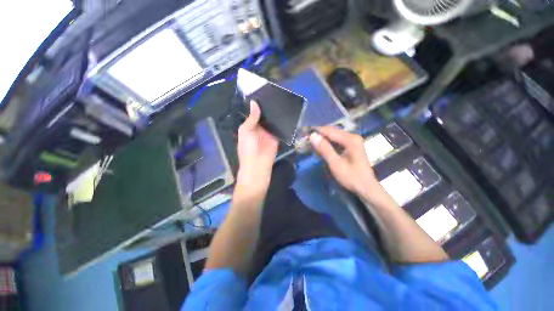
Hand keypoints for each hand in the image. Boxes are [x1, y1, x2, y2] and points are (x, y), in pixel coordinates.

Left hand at [235, 101, 278, 197]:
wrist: (258, 165)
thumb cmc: (248, 148)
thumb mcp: (246, 131)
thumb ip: (251, 118)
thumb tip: (255, 103)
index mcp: (250, 126)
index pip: (255, 113)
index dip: (259, 104)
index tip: (265, 92)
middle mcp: (260, 128)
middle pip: (265, 116)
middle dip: (269, 108)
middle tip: (277, 94)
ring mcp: (269, 132)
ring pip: (273, 121)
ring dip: (276, 114)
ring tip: (283, 100)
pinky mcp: (277, 137)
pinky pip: (280, 128)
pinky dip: (282, 122)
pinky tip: (287, 112)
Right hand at [310, 126, 379, 196]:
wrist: (366, 188)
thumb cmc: (352, 177)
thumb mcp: (335, 164)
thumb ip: (324, 149)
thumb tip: (312, 135)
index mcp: (350, 139)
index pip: (329, 131)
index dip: (316, 132)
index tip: (304, 136)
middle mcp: (352, 136)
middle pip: (331, 132)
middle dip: (319, 136)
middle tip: (306, 142)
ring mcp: (353, 141)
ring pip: (333, 136)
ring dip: (322, 140)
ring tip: (312, 145)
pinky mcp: (351, 146)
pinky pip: (336, 141)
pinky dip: (328, 144)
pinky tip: (322, 149)